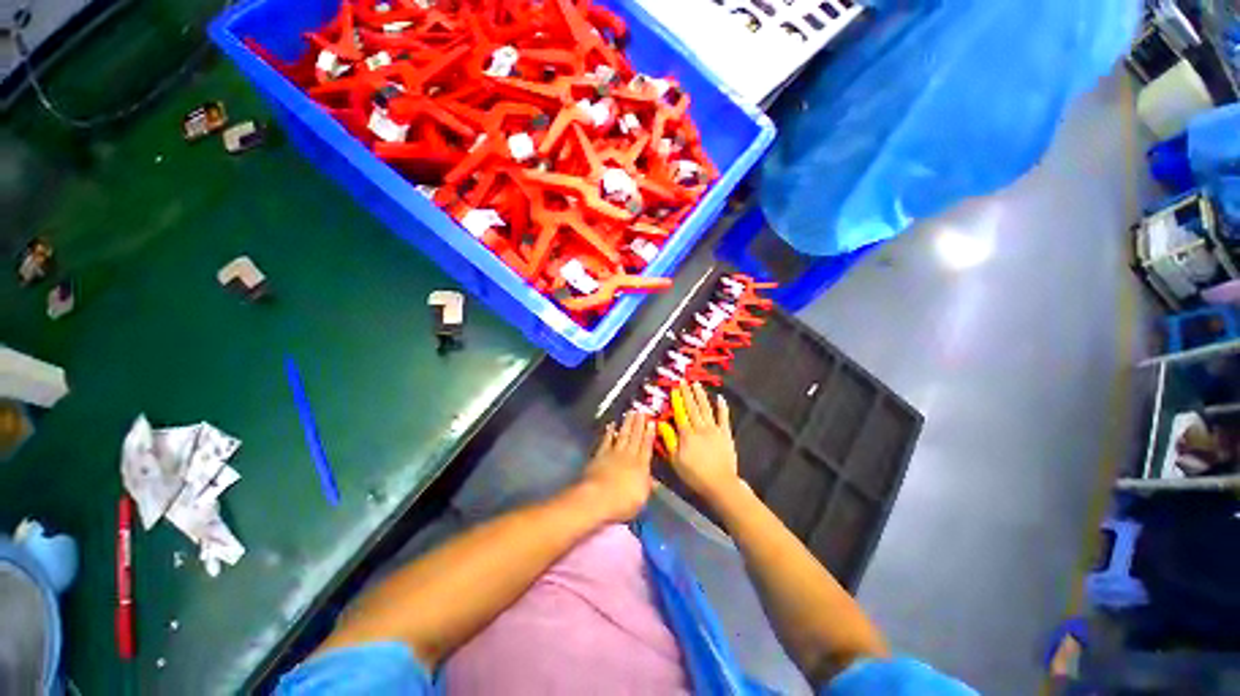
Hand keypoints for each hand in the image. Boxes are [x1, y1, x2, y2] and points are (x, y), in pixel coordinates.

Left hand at [580, 411, 655, 522]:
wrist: (598, 498)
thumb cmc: (623, 503)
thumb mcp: (641, 498)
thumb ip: (647, 486)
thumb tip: (655, 481)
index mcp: (641, 466)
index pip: (647, 447)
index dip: (650, 434)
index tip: (652, 422)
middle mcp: (629, 456)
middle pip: (635, 437)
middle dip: (639, 424)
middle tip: (641, 411)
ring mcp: (614, 453)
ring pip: (623, 435)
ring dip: (627, 423)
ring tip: (630, 412)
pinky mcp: (600, 454)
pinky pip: (606, 440)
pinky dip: (609, 432)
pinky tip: (611, 425)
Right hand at [670, 383, 741, 505]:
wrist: (720, 484)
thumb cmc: (695, 475)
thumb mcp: (676, 461)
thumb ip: (669, 441)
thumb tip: (661, 425)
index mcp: (687, 435)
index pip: (680, 413)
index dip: (677, 401)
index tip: (674, 389)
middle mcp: (700, 428)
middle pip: (692, 408)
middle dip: (687, 393)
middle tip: (684, 381)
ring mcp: (714, 430)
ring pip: (706, 409)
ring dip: (701, 396)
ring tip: (696, 384)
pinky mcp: (726, 434)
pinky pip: (723, 417)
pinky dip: (722, 407)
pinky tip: (720, 398)